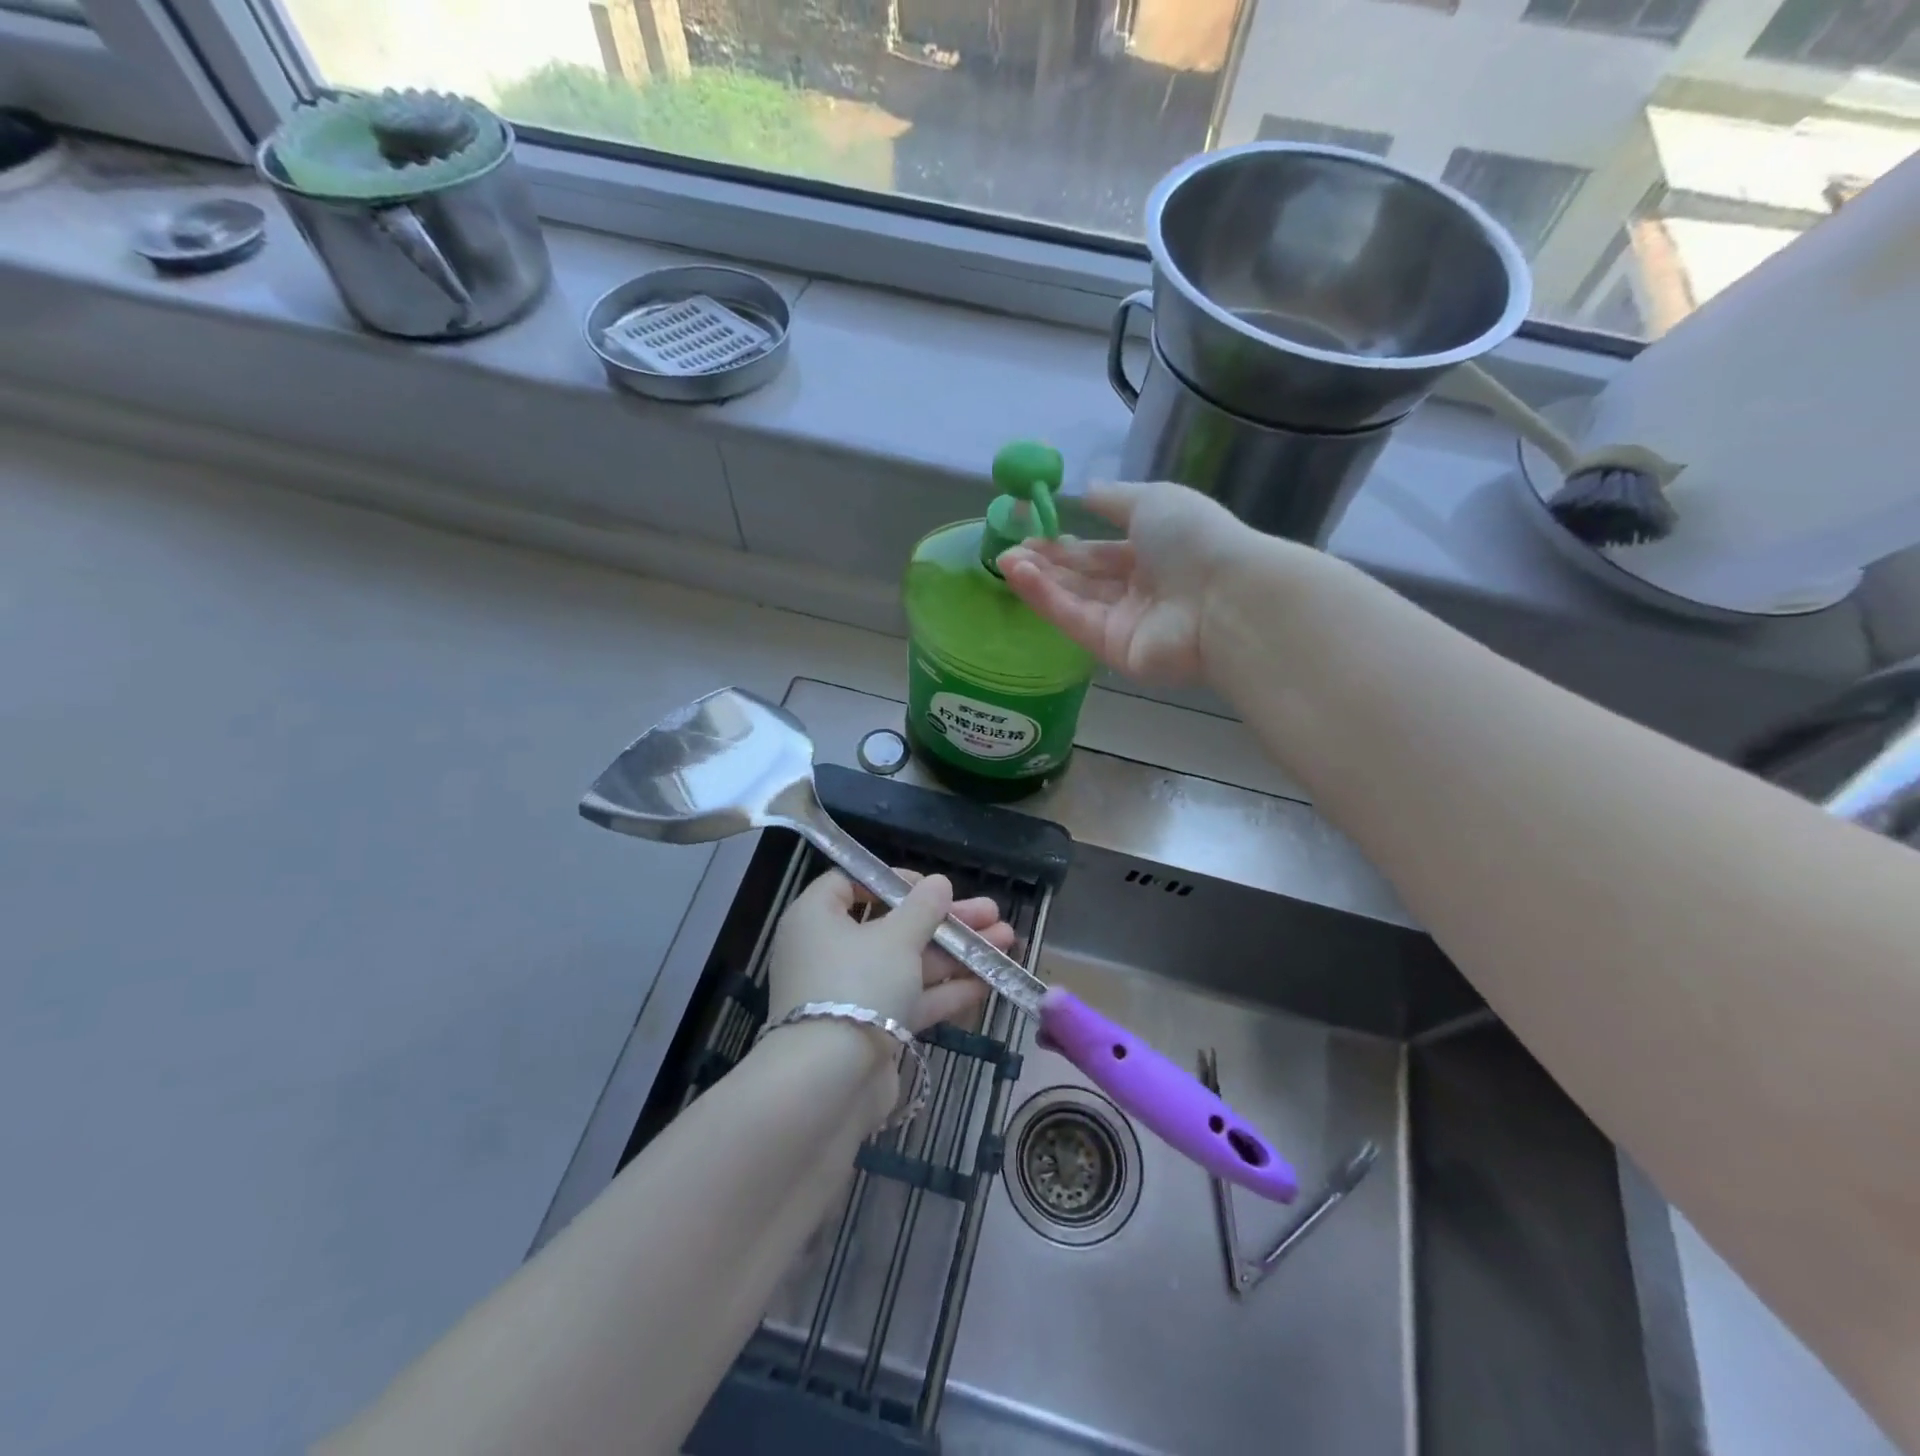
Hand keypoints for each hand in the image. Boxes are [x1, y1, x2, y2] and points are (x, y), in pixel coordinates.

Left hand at [766, 869, 1012, 1033]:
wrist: (830, 1084)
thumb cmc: (857, 985)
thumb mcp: (896, 937)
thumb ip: (923, 908)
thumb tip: (938, 883)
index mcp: (816, 918)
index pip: (849, 883)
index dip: (892, 880)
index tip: (930, 888)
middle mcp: (829, 952)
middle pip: (892, 924)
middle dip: (945, 920)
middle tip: (991, 912)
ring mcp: (851, 993)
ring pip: (909, 963)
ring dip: (956, 952)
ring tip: (1006, 939)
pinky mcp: (871, 1029)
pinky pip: (910, 999)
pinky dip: (945, 989)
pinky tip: (989, 979)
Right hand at [998, 481, 1267, 684]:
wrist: (1224, 598)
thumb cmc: (1194, 539)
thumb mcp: (1153, 500)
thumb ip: (1114, 499)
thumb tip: (1084, 490)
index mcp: (1154, 554)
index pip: (1101, 552)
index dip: (1066, 543)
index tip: (1030, 531)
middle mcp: (1139, 590)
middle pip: (1084, 578)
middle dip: (1045, 563)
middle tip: (1006, 548)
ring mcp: (1126, 623)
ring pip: (1074, 599)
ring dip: (1038, 579)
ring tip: (1003, 559)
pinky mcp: (1113, 650)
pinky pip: (1074, 620)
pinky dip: (1045, 598)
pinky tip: (1018, 575)